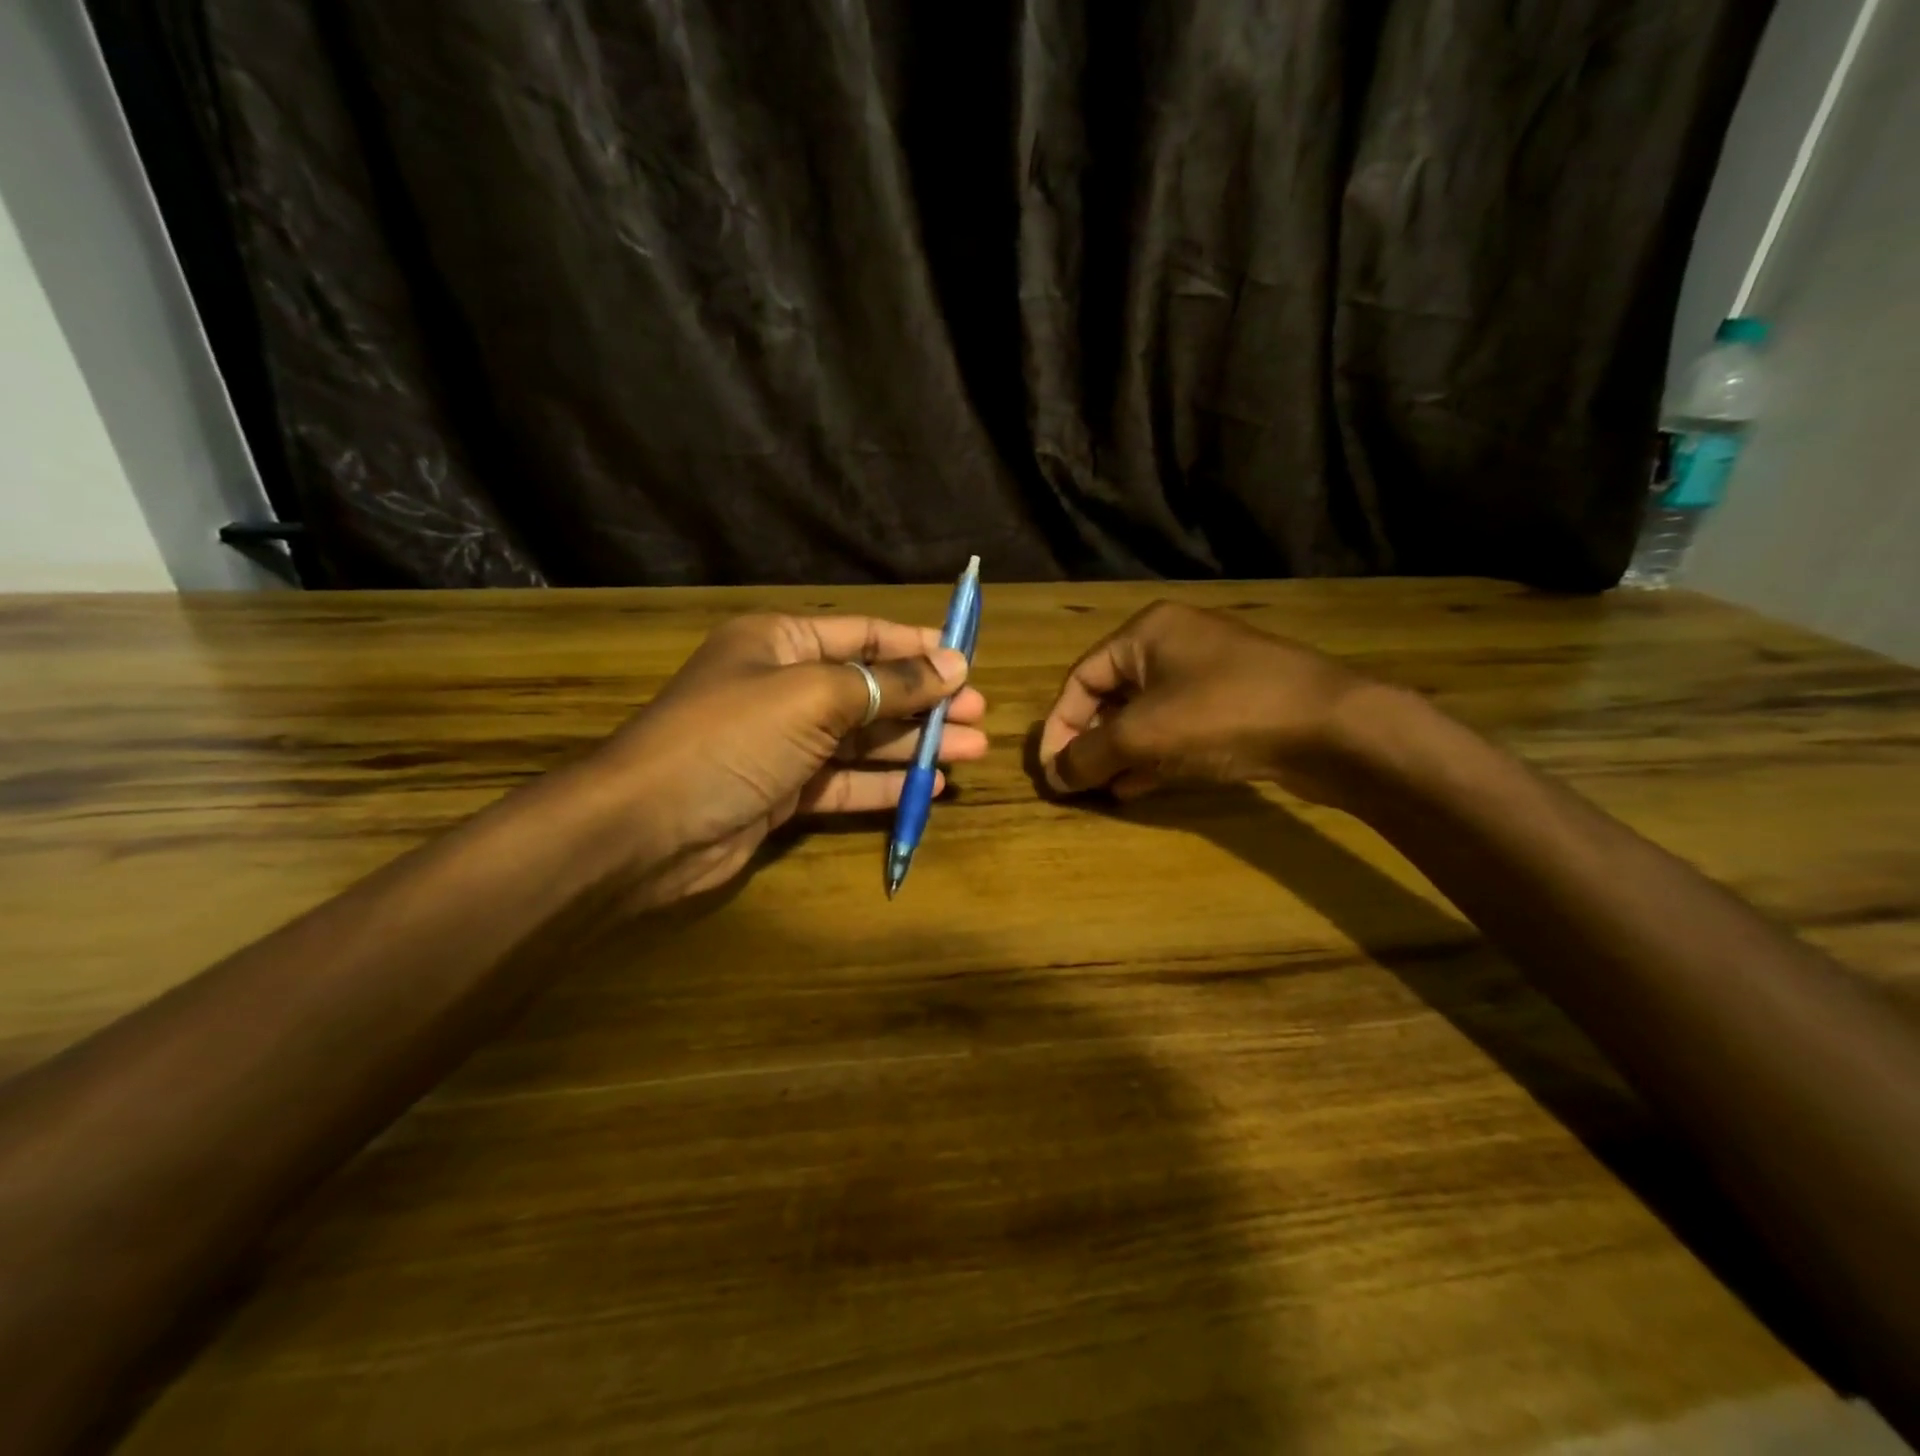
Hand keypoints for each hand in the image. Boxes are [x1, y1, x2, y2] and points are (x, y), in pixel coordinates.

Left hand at [572, 614, 984, 905]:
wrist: (647, 828)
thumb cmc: (731, 738)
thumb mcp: (814, 697)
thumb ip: (886, 683)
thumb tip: (952, 664)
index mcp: (780, 643)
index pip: (862, 634)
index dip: (916, 645)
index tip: (967, 659)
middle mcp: (782, 687)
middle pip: (868, 687)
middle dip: (924, 699)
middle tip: (979, 712)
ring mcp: (783, 743)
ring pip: (863, 738)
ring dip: (915, 743)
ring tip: (973, 748)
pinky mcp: (784, 792)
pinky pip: (845, 781)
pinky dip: (885, 784)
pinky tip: (930, 786)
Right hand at [1037, 600, 1385, 805]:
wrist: (1332, 727)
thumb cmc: (1223, 714)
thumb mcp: (1143, 735)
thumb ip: (1089, 755)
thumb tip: (1053, 776)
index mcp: (1146, 632)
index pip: (1081, 678)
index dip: (1059, 726)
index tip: (1051, 771)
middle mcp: (1175, 644)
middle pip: (1112, 696)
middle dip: (1090, 741)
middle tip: (1076, 782)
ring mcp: (1209, 674)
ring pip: (1145, 716)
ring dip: (1119, 754)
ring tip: (1101, 790)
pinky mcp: (1234, 705)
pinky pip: (1177, 729)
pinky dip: (1153, 756)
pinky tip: (1136, 787)